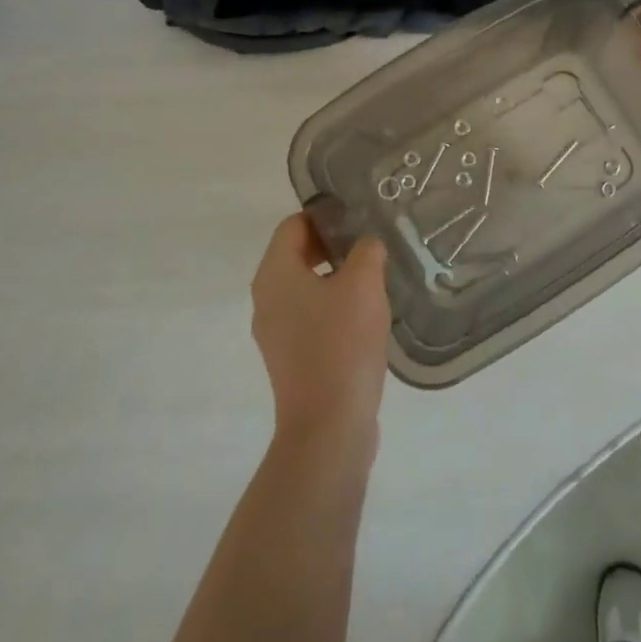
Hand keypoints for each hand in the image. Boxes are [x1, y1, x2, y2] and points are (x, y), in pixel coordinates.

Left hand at [250, 214, 390, 447]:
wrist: (328, 426)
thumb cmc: (341, 343)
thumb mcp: (363, 284)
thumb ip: (366, 251)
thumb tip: (366, 244)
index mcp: (274, 275)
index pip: (293, 225)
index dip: (325, 215)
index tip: (359, 216)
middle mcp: (266, 299)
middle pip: (295, 254)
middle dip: (332, 244)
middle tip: (370, 243)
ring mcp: (275, 332)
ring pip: (304, 286)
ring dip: (335, 276)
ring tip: (374, 276)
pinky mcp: (290, 358)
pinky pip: (309, 316)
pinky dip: (332, 305)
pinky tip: (365, 314)